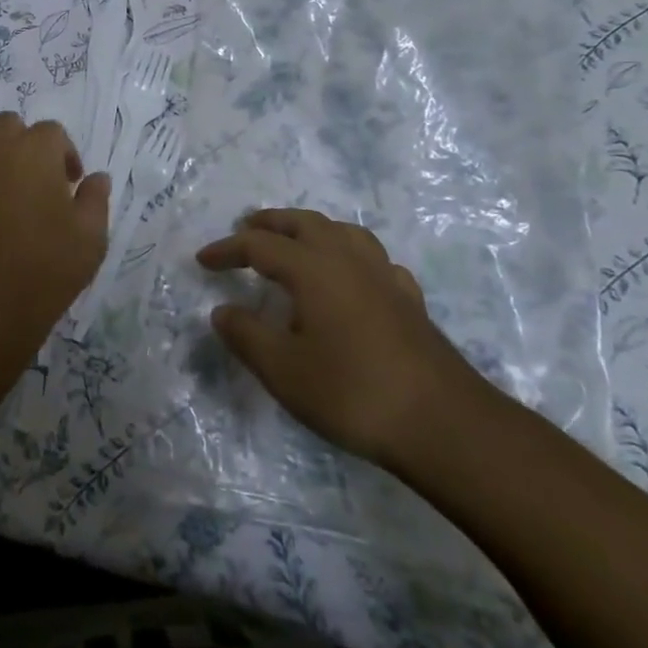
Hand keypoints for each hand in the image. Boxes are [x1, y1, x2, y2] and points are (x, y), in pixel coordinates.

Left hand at [0, 113, 109, 340]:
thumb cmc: (45, 267)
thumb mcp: (90, 237)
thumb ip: (95, 199)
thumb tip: (97, 178)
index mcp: (33, 150)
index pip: (52, 132)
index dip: (65, 155)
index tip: (70, 185)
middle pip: (8, 126)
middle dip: (24, 144)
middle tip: (37, 180)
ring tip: (5, 192)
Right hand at [197, 209, 489, 469]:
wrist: (444, 424)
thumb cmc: (353, 392)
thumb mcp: (284, 370)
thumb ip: (247, 335)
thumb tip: (223, 311)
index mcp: (313, 269)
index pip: (260, 245)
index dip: (227, 249)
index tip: (203, 260)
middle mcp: (348, 260)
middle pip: (304, 223)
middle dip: (271, 222)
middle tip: (246, 229)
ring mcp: (384, 278)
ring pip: (344, 232)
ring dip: (312, 229)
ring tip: (296, 242)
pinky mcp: (410, 301)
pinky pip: (374, 260)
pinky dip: (351, 256)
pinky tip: (352, 278)